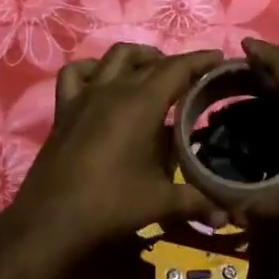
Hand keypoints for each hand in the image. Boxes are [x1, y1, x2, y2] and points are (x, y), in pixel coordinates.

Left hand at [10, 44, 224, 253]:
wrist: (50, 222)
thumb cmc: (110, 206)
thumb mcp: (160, 202)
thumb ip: (196, 201)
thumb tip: (227, 214)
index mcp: (142, 103)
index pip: (177, 68)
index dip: (200, 60)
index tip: (219, 58)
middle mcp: (114, 89)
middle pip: (150, 61)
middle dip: (175, 64)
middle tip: (194, 78)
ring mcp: (86, 95)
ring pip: (115, 57)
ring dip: (138, 58)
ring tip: (153, 73)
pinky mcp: (64, 109)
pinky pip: (77, 74)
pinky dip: (94, 69)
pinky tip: (103, 82)